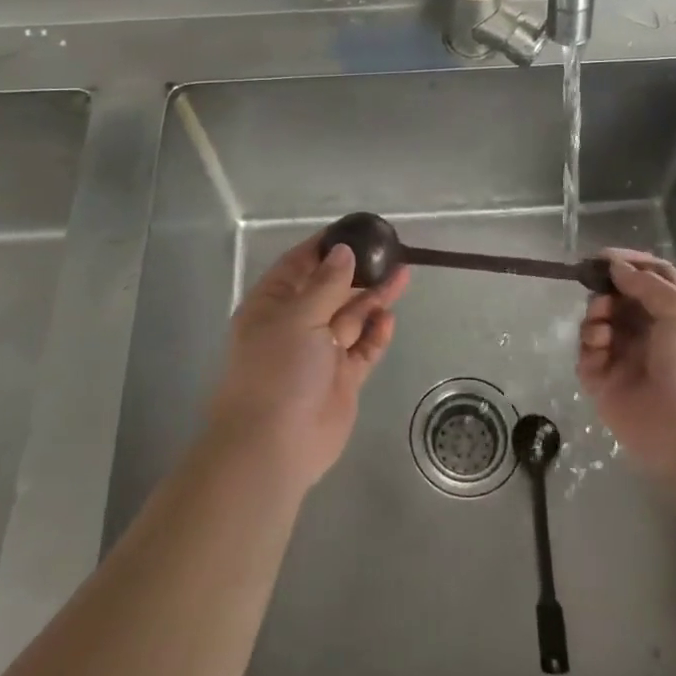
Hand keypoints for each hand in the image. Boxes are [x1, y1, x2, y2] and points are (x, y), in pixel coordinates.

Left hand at [208, 236, 409, 496]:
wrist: (274, 446)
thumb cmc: (278, 371)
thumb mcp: (299, 318)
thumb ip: (326, 284)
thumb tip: (343, 252)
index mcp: (272, 306)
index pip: (298, 265)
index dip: (324, 247)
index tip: (354, 230)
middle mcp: (296, 325)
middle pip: (331, 289)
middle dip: (358, 271)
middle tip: (390, 251)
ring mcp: (320, 353)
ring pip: (352, 317)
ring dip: (374, 297)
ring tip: (403, 275)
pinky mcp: (342, 379)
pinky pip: (363, 348)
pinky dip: (376, 333)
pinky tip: (390, 317)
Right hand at [577, 249, 675, 482]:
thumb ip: (646, 284)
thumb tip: (615, 266)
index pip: (651, 277)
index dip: (629, 263)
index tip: (602, 256)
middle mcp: (649, 331)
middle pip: (618, 298)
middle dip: (605, 290)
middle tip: (600, 293)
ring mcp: (625, 357)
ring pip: (598, 323)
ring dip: (595, 315)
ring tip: (601, 326)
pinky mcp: (604, 383)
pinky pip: (586, 354)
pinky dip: (588, 345)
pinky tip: (600, 348)